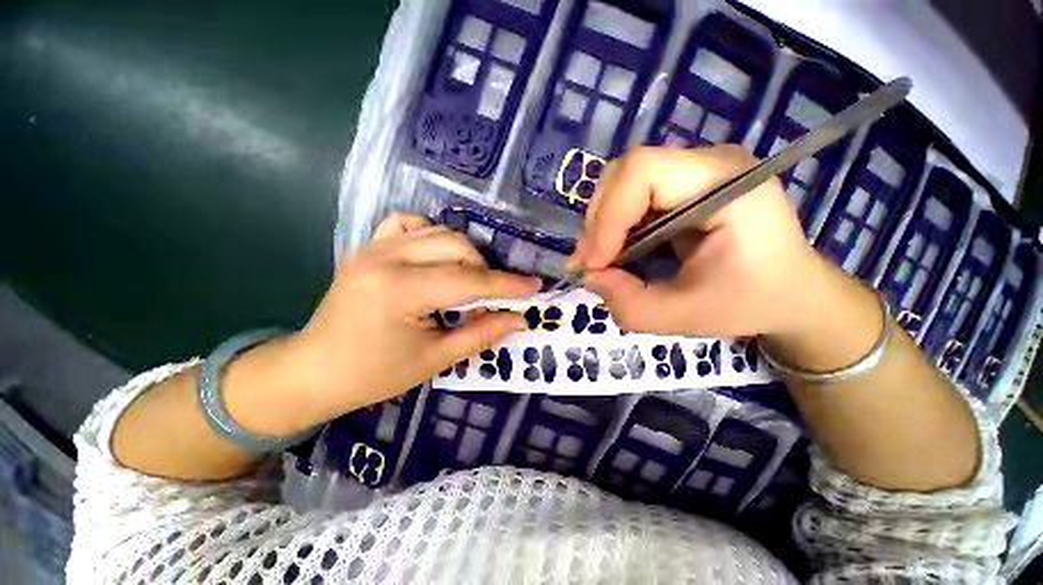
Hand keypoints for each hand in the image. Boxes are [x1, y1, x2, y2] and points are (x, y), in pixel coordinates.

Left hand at [287, 213, 539, 423]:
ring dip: (463, 254)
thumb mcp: (434, 359)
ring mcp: (373, 247)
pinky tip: (434, 256)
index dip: (506, 285)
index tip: (534, 286)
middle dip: (484, 270)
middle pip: (457, 246)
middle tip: (492, 295)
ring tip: (467, 280)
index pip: (468, 280)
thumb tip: (518, 319)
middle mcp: (386, 258)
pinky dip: (430, 234)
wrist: (315, 370)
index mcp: (400, 291)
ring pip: (438, 231)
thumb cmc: (375, 373)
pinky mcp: (367, 246)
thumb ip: (481, 334)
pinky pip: (408, 224)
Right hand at [570, 145, 825, 337]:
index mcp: (726, 184)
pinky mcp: (681, 183)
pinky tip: (616, 250)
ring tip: (601, 260)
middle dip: (599, 222)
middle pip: (626, 172)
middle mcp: (709, 163)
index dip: (607, 217)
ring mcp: (695, 169)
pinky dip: (613, 224)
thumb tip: (589, 277)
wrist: (791, 290)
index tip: (594, 264)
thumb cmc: (751, 302)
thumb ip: (630, 304)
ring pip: (622, 182)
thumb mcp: (686, 316)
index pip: (642, 172)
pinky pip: (631, 194)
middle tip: (592, 264)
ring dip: (602, 223)